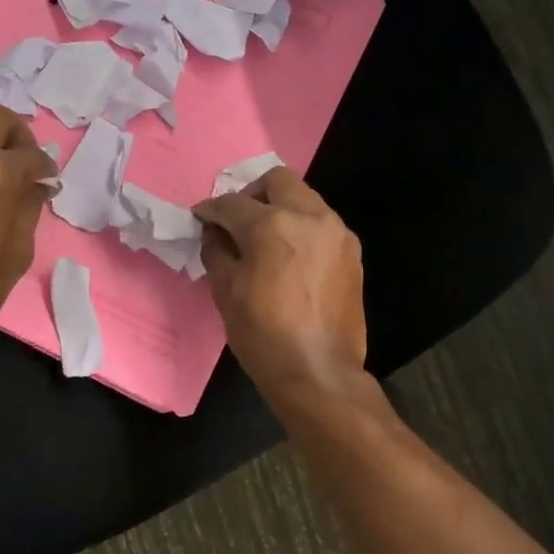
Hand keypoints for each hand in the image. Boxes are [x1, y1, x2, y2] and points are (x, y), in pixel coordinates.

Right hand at [194, 169, 368, 403]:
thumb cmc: (263, 334)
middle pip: (277, 181)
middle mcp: (310, 217)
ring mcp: (336, 232)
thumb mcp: (225, 291)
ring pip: (304, 198)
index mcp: (272, 226)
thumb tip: (214, 232)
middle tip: (237, 221)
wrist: (318, 372)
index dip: (210, 210)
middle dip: (251, 194)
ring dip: (280, 207)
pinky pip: (322, 223)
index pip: (232, 203)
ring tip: (265, 238)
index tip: (201, 218)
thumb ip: (216, 250)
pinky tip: (290, 256)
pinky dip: (302, 227)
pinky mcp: (352, 252)